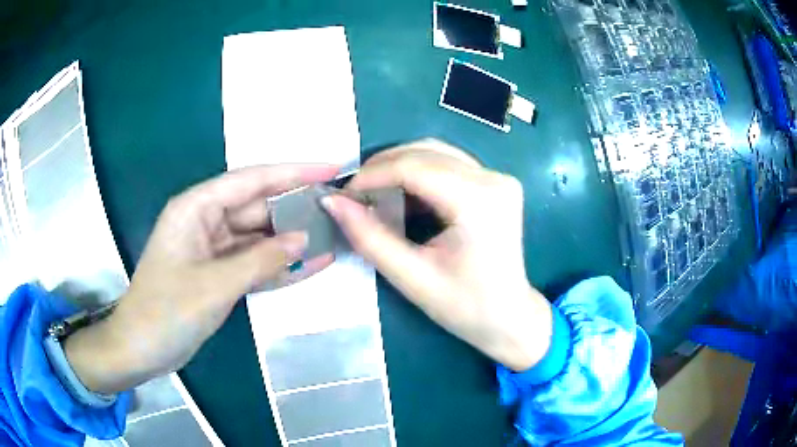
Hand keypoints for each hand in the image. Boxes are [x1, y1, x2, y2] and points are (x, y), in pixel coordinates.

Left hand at [65, 164, 338, 392]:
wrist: (143, 349)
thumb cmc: (167, 310)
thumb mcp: (214, 284)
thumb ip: (261, 259)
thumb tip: (305, 239)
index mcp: (197, 208)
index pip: (251, 180)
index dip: (293, 173)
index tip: (330, 169)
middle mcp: (207, 222)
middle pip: (259, 207)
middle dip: (296, 208)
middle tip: (340, 208)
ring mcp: (215, 250)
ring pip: (260, 237)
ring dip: (292, 240)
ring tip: (334, 234)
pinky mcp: (221, 274)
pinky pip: (255, 264)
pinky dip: (280, 267)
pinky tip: (313, 264)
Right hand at [322, 140, 551, 371]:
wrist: (509, 318)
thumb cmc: (465, 307)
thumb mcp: (411, 277)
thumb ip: (369, 237)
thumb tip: (332, 202)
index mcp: (479, 200)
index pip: (414, 167)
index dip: (373, 175)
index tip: (344, 194)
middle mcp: (493, 179)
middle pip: (425, 152)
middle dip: (383, 167)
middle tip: (354, 193)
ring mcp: (498, 178)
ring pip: (436, 154)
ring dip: (399, 167)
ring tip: (373, 193)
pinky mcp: (495, 184)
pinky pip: (449, 165)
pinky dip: (419, 175)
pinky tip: (402, 196)